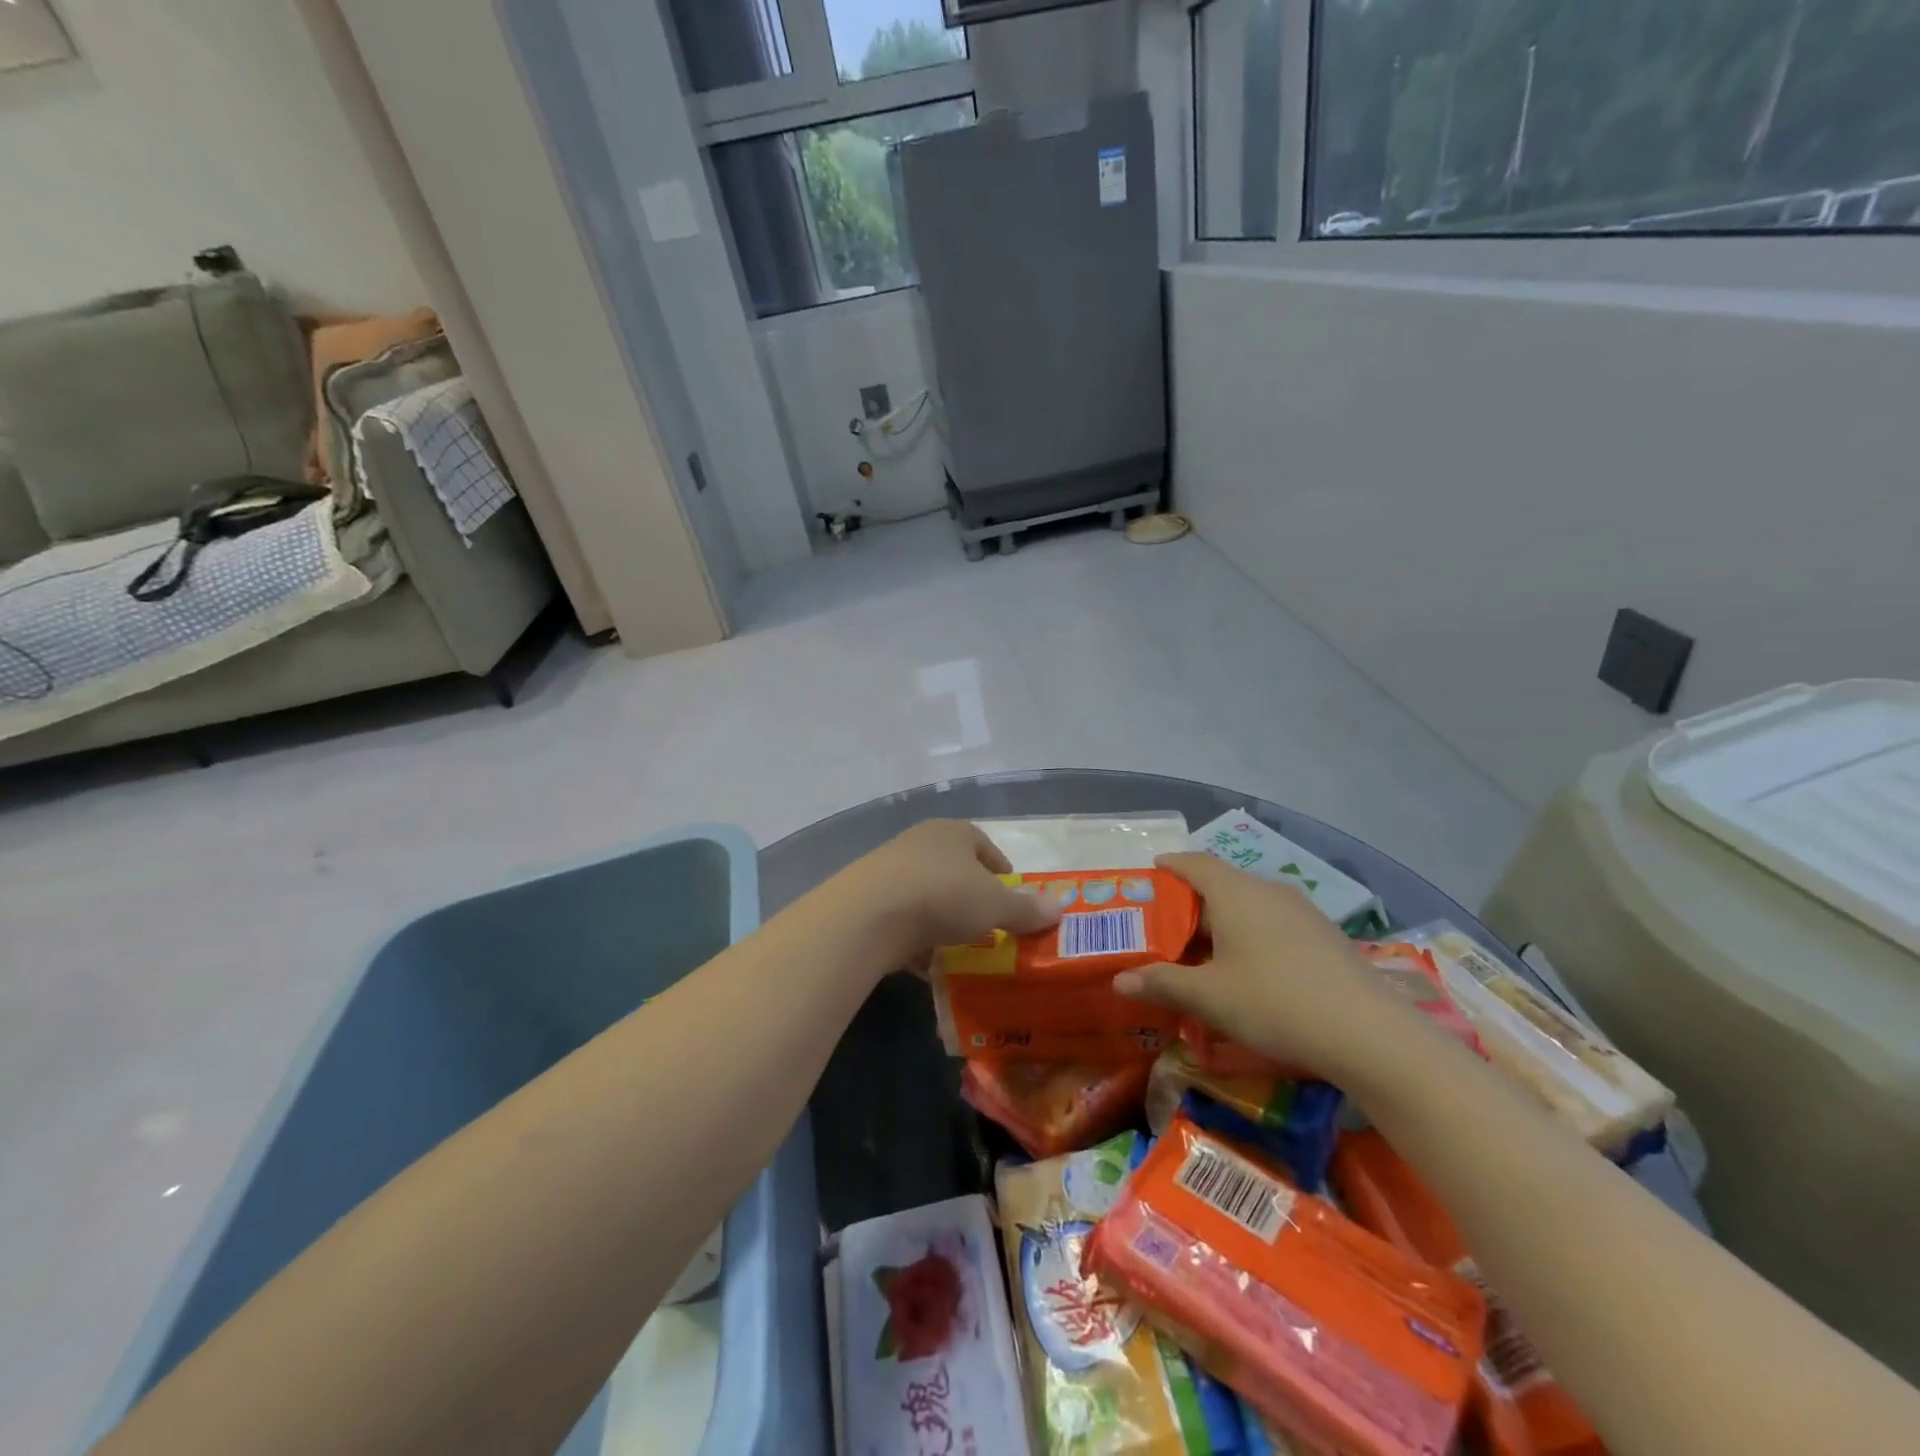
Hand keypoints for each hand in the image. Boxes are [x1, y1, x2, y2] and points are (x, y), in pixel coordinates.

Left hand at [844, 820, 1059, 967]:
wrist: (868, 915)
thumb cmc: (942, 895)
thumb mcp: (994, 905)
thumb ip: (1025, 908)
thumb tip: (1059, 906)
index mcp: (952, 832)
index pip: (983, 844)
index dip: (1000, 868)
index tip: (1011, 893)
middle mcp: (919, 844)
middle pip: (953, 869)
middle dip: (971, 896)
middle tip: (989, 924)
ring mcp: (889, 871)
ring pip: (926, 895)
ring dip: (942, 919)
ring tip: (961, 947)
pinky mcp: (868, 902)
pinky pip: (902, 920)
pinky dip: (916, 939)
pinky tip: (928, 963)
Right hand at [1113, 853, 1432, 1085]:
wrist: (1370, 1034)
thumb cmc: (1274, 1003)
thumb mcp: (1209, 997)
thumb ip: (1162, 983)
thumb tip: (1119, 979)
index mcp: (1235, 893)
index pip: (1193, 863)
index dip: (1169, 866)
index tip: (1150, 875)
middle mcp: (1268, 891)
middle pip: (1220, 886)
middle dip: (1190, 907)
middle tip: (1164, 933)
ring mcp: (1302, 913)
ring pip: (1249, 908)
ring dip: (1222, 926)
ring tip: (1202, 957)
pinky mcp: (1325, 938)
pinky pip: (1274, 926)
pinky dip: (1251, 938)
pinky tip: (1249, 974)